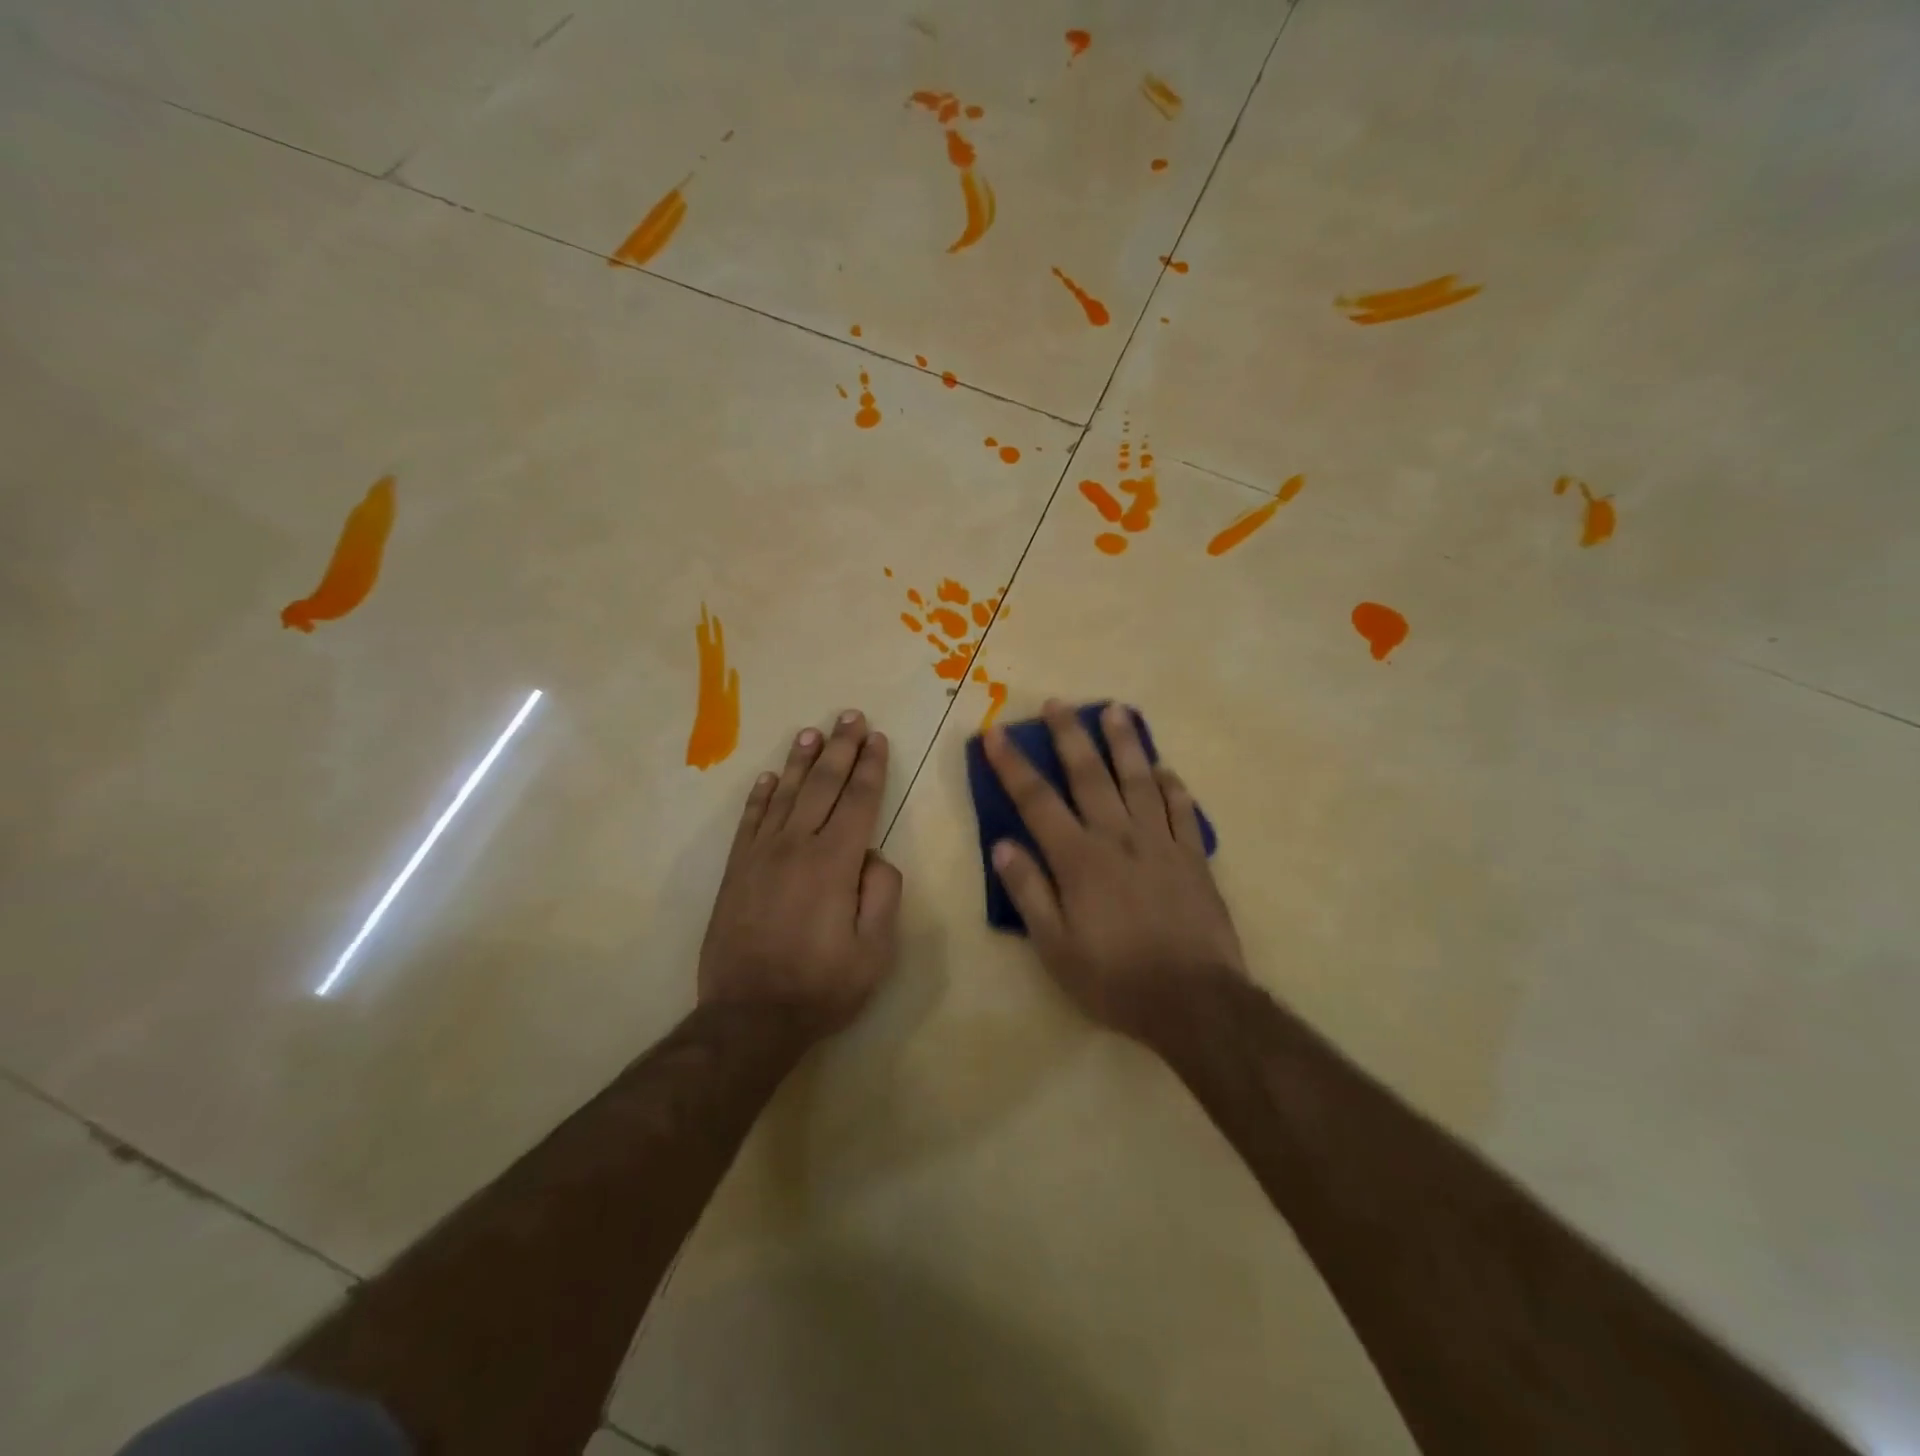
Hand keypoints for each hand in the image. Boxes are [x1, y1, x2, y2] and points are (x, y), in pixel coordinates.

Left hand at [698, 710, 903, 1037]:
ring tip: (813, 732)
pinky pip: (750, 821)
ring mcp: (761, 855)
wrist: (749, 1016)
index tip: (877, 738)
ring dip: (802, 760)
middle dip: (840, 747)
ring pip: (786, 794)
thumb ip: (883, 893)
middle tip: (850, 716)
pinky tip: (771, 777)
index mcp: (835, 862)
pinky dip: (761, 796)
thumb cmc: (822, 985)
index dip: (870, 766)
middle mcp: (796, 846)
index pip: (858, 800)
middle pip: (823, 785)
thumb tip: (873, 855)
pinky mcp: (736, 870)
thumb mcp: (875, 950)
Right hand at [982, 700, 1244, 1042]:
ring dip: (1125, 743)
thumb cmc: (1115, 979)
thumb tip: (1002, 845)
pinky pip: (1183, 811)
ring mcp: (1161, 843)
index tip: (996, 733)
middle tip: (1057, 703)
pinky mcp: (1194, 857)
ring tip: (1115, 710)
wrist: (1194, 1001)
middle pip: (1089, 776)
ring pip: (1139, 781)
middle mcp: (1118, 838)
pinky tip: (1165, 770)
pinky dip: (1172, 787)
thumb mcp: (1056, 947)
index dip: (1013, 765)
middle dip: (1069, 736)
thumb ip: (1029, 892)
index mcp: (1079, 860)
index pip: (1037, 801)